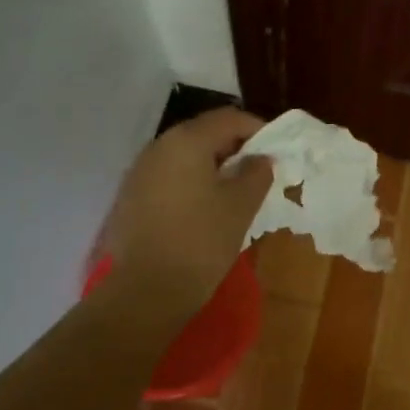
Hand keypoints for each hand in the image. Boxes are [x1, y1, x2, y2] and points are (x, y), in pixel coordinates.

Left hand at [99, 108, 272, 332]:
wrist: (145, 291)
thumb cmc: (201, 241)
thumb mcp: (241, 206)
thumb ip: (256, 174)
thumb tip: (260, 159)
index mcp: (187, 141)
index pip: (229, 119)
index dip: (258, 129)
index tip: (278, 151)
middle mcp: (159, 147)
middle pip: (204, 133)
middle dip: (235, 147)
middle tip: (260, 170)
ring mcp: (140, 171)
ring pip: (185, 155)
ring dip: (213, 165)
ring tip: (236, 190)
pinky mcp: (131, 197)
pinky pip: (169, 176)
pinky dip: (192, 181)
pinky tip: (206, 207)